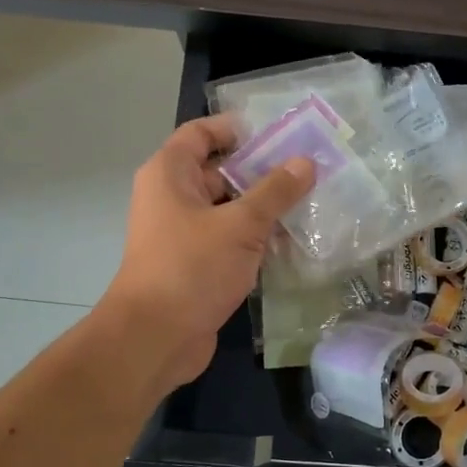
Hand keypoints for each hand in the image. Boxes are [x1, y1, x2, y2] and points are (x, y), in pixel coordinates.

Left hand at [102, 118, 313, 391]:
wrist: (155, 338)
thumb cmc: (191, 268)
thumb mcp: (240, 225)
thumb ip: (275, 191)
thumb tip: (305, 162)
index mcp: (170, 175)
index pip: (201, 133)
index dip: (237, 129)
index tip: (280, 134)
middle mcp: (173, 197)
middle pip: (220, 170)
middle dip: (262, 170)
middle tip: (308, 171)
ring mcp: (184, 233)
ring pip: (229, 208)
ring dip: (264, 207)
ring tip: (311, 203)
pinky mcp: (197, 263)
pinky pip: (230, 239)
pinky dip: (256, 237)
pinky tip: (293, 242)